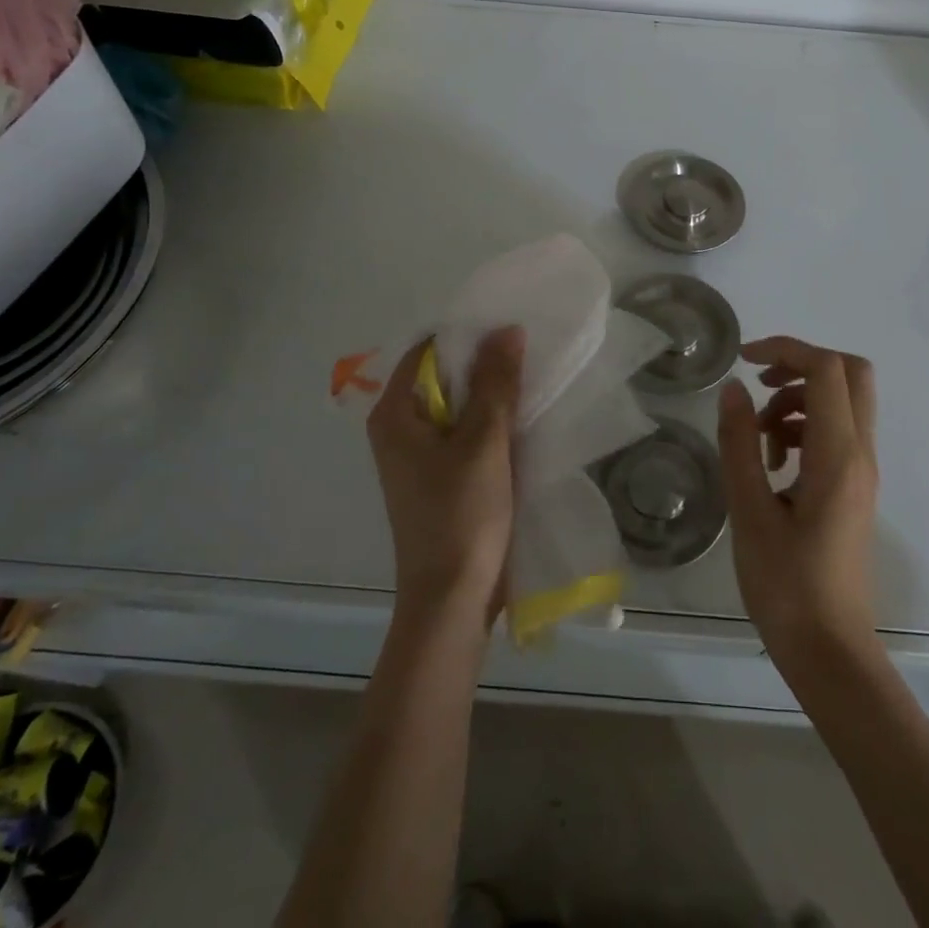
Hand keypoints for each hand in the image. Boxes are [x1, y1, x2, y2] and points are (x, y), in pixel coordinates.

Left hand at [367, 327, 523, 629]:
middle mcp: (400, 429)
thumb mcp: (484, 442)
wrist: (453, 600)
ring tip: (532, 375)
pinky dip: (490, 422)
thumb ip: (496, 383)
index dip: (467, 336)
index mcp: (395, 414)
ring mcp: (420, 455)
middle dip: (484, 364)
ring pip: (458, 406)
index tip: (509, 327)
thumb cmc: (461, 515)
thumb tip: (506, 330)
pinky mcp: (441, 476)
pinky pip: (465, 433)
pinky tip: (524, 416)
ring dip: (491, 394)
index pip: (427, 351)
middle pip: (443, 377)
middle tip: (529, 348)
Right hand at [718, 336, 879, 676]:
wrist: (830, 652)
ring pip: (842, 401)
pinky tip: (772, 462)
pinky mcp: (854, 488)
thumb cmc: (786, 586)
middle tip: (759, 384)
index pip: (827, 369)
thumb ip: (739, 444)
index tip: (744, 360)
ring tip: (759, 439)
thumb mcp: (749, 511)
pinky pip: (836, 432)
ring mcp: (862, 471)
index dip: (787, 349)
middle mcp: (861, 453)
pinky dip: (804, 427)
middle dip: (802, 365)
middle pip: (850, 374)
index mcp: (839, 455)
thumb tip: (733, 389)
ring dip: (798, 400)